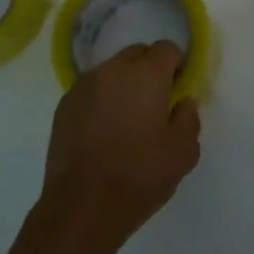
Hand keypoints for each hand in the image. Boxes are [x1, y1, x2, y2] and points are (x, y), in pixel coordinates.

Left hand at [40, 42, 201, 253]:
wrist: (82, 205)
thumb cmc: (139, 175)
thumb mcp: (183, 152)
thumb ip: (189, 118)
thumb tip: (184, 101)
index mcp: (146, 74)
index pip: (167, 48)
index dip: (176, 65)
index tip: (178, 89)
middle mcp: (113, 69)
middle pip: (137, 54)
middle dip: (149, 70)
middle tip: (155, 104)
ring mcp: (84, 85)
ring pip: (111, 71)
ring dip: (123, 85)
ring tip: (127, 120)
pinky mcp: (64, 105)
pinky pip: (91, 90)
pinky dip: (101, 100)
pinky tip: (103, 131)